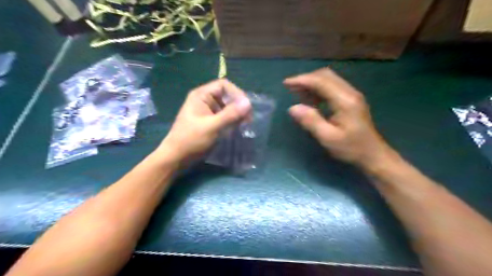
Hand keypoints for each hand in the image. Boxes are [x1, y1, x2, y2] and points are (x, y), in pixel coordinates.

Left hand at [157, 78, 249, 162]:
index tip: (246, 108)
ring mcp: (207, 111)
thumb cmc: (191, 140)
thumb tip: (248, 103)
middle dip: (238, 106)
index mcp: (201, 95)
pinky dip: (232, 121)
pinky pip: (224, 117)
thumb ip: (230, 114)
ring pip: (227, 107)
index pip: (223, 85)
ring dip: (236, 115)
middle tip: (247, 120)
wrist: (176, 158)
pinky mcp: (209, 121)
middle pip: (226, 96)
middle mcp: (204, 100)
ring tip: (244, 126)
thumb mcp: (212, 127)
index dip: (237, 94)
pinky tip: (237, 129)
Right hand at [285, 67, 392, 168]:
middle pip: (325, 75)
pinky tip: (311, 100)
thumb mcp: (328, 138)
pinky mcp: (351, 99)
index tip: (286, 84)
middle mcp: (350, 92)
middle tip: (290, 88)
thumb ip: (311, 121)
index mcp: (345, 101)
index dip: (302, 80)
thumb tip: (293, 107)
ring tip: (297, 94)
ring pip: (329, 79)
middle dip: (306, 79)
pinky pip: (332, 87)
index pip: (321, 82)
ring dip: (312, 83)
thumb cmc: (351, 148)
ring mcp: (352, 94)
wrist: (373, 154)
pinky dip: (318, 89)